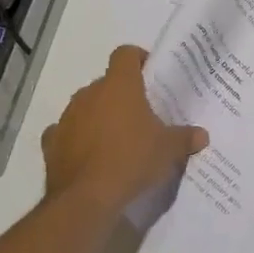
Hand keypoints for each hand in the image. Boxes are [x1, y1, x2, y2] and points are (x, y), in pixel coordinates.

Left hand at [41, 46, 207, 218]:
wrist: (86, 198)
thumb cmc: (132, 159)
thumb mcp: (169, 149)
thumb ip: (186, 137)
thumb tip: (202, 135)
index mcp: (120, 86)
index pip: (125, 54)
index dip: (138, 59)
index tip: (150, 75)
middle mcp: (90, 94)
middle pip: (106, 82)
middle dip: (121, 94)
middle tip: (141, 114)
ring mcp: (67, 118)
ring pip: (85, 106)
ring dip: (99, 115)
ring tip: (117, 138)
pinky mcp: (51, 143)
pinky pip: (66, 132)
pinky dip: (77, 138)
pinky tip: (90, 154)